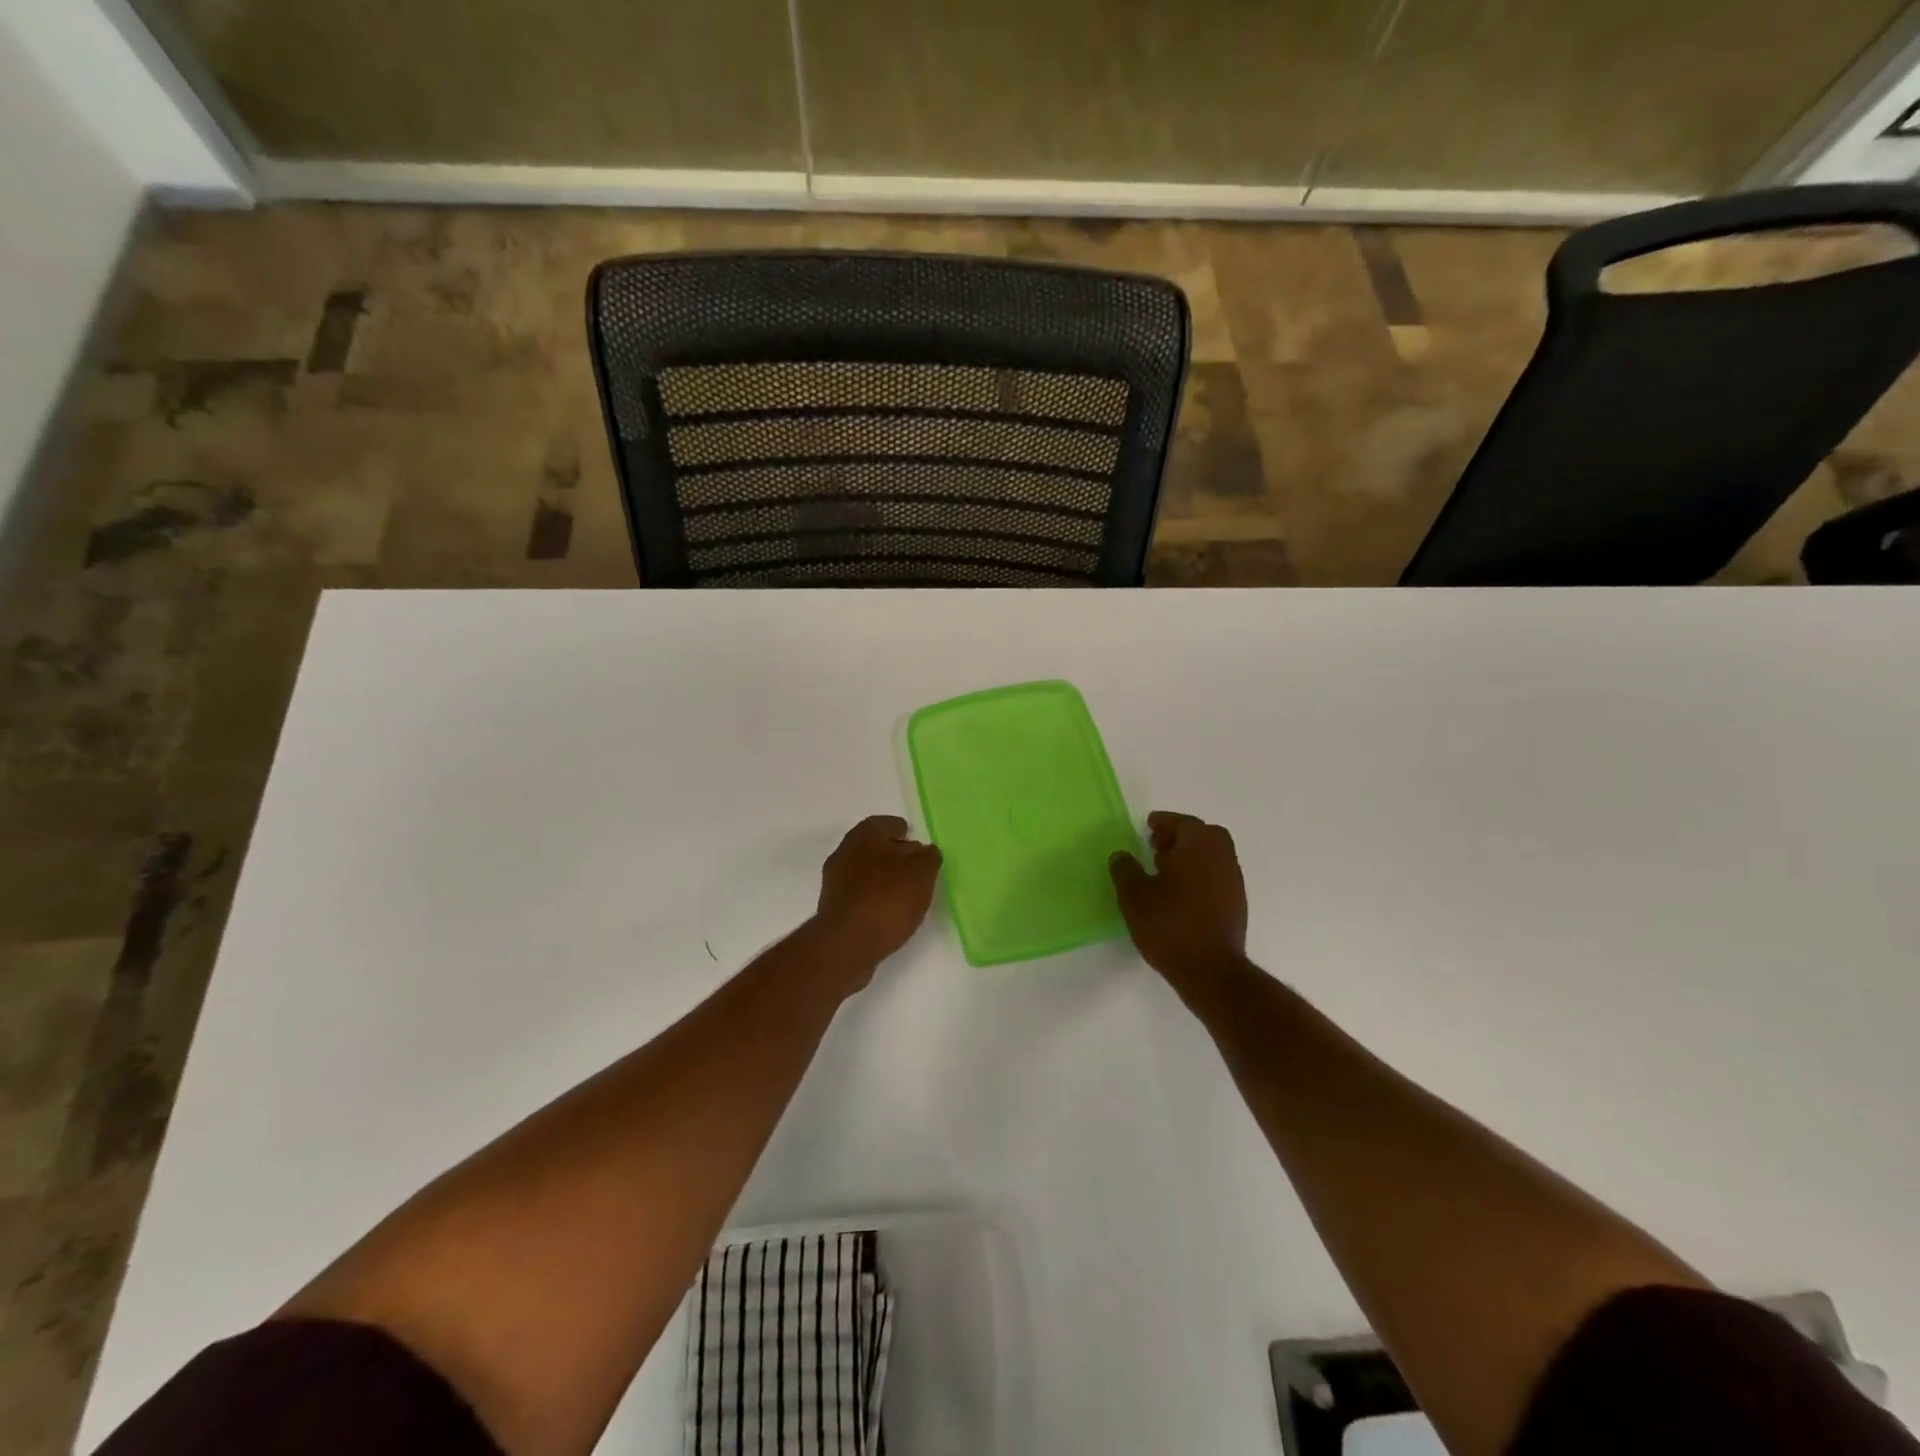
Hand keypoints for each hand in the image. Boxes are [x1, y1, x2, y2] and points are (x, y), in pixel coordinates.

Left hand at [813, 816, 942, 973]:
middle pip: (874, 846)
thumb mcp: (922, 873)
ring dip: (883, 877)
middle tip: (915, 868)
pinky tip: (888, 911)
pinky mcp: (833, 906)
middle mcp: (845, 851)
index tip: (918, 844)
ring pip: (865, 870)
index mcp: (865, 835)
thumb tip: (924, 852)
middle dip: (894, 854)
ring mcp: (835, 880)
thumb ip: (928, 857)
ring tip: (906, 893)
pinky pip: (859, 893)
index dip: (904, 832)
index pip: (887, 824)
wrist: (847, 943)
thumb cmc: (888, 899)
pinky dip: (873, 896)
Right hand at [1110, 811, 1248, 993]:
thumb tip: (1122, 856)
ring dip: (1190, 857)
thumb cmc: (1169, 923)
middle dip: (1180, 837)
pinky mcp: (1236, 905)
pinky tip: (1179, 894)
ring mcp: (1233, 881)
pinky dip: (1199, 876)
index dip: (1164, 823)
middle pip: (1202, 836)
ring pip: (1211, 857)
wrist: (1210, 970)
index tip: (1148, 826)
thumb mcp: (1134, 895)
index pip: (1182, 823)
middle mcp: (1222, 856)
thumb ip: (1125, 869)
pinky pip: (1216, 878)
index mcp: (1199, 845)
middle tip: (1156, 846)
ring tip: (1163, 871)